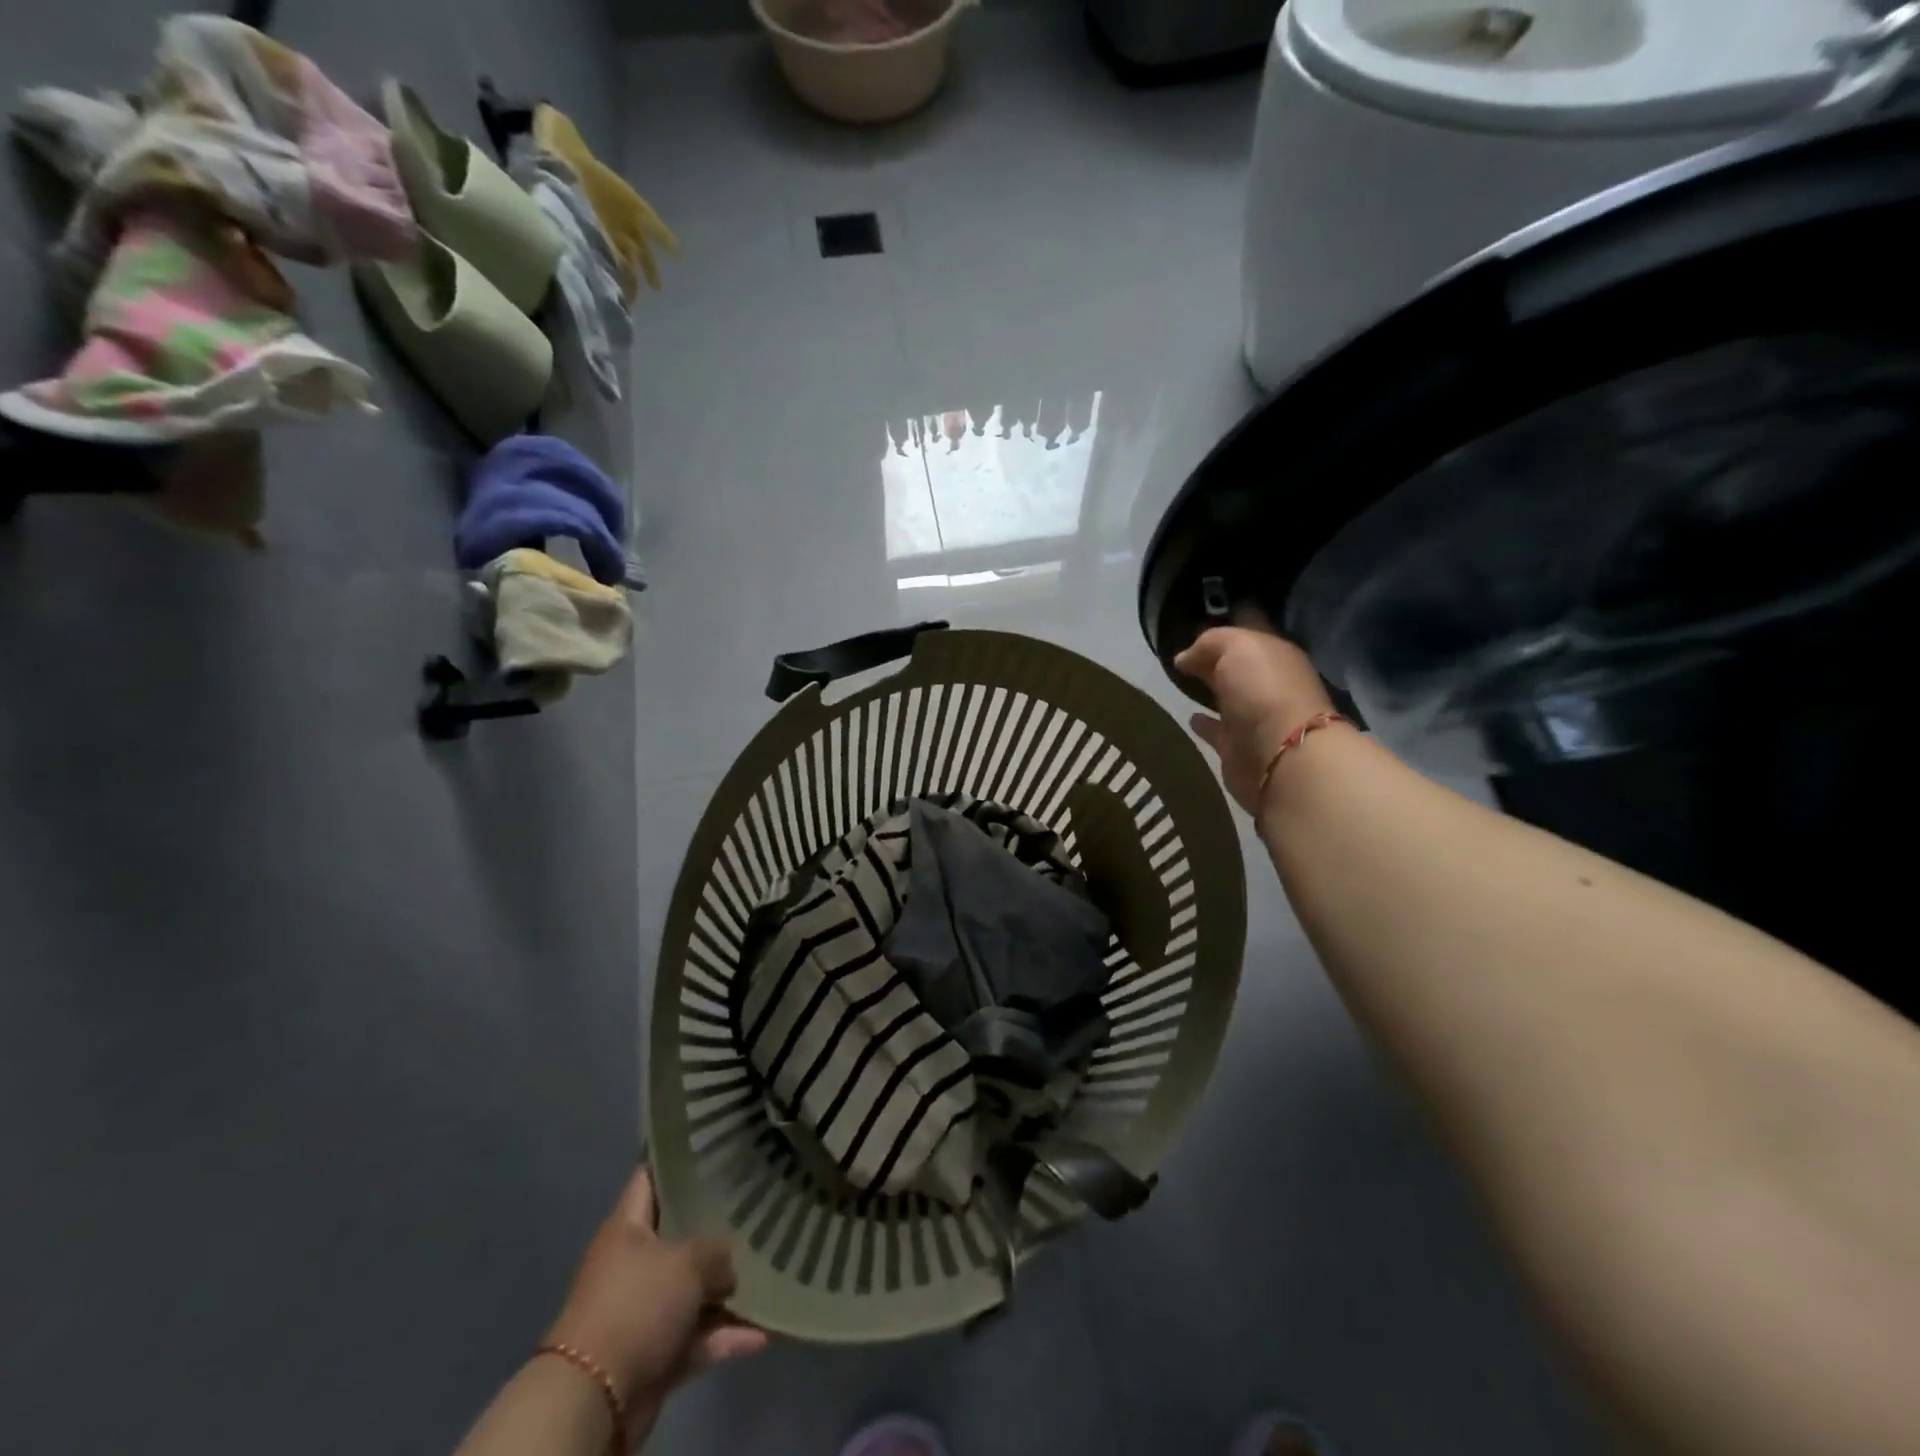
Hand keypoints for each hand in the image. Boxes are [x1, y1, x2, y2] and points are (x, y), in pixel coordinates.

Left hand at [545, 1168, 767, 1439]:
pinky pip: (696, 1338)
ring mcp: (643, 1311)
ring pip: (691, 1290)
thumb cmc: (636, 1306)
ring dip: (725, 1290)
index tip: (716, 1145)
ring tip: (768, 1273)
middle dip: (715, 1227)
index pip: (651, 1178)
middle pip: (679, 1235)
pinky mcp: (653, 1355)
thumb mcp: (687, 1262)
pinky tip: (762, 1332)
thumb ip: (717, 1252)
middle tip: (757, 1204)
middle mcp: (632, 1264)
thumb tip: (727, 1268)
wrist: (594, 1398)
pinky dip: (724, 1337)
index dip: (679, 1160)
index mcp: (627, 1228)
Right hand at [1175, 624, 1337, 813]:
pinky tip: (1189, 716)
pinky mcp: (1238, 746)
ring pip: (1228, 696)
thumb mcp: (1236, 647)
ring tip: (1181, 680)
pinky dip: (1204, 724)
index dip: (1228, 620)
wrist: (1280, 753)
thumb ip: (1209, 643)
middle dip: (1215, 656)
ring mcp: (1255, 716)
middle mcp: (1269, 683)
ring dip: (1211, 689)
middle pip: (1238, 664)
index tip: (1200, 615)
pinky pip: (1217, 730)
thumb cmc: (1263, 689)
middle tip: (1181, 647)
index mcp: (1276, 653)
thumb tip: (1184, 658)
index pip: (1250, 629)